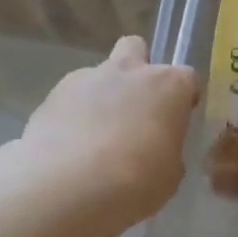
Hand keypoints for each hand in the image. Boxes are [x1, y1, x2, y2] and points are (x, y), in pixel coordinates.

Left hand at [14, 36, 198, 227]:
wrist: (66, 187)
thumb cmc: (134, 182)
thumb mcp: (169, 175)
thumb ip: (167, 151)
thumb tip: (158, 148)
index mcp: (167, 87)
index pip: (186, 78)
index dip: (183, 98)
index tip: (177, 121)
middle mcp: (127, 72)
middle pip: (136, 49)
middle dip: (138, 70)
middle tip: (136, 109)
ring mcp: (86, 79)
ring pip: (99, 74)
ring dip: (103, 96)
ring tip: (96, 137)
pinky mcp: (51, 95)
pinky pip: (71, 98)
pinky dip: (74, 115)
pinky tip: (71, 146)